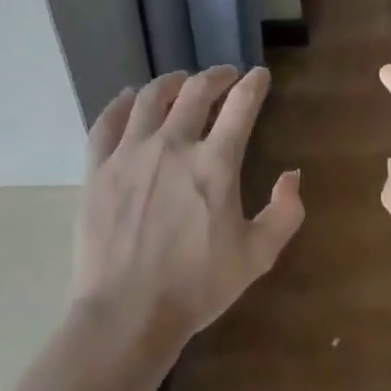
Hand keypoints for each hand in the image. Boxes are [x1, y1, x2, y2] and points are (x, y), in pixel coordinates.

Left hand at [71, 66, 303, 366]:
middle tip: (225, 75)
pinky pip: (107, 122)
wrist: (127, 314)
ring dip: (171, 82)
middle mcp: (173, 145)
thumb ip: (284, 213)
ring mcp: (130, 153)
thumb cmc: (196, 287)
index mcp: (214, 164)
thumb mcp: (256, 257)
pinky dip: (121, 103)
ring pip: (151, 98)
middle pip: (196, 91)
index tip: (259, 75)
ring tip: (180, 81)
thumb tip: (293, 175)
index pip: (241, 106)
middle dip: (216, 76)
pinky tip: (130, 99)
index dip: (253, 84)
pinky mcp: (98, 168)